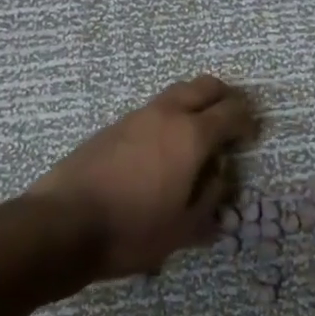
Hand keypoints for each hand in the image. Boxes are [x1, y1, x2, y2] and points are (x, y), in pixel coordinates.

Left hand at [29, 75, 258, 278]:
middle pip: (204, 86)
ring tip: (197, 136)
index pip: (232, 111)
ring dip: (194, 105)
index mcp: (191, 135)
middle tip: (232, 120)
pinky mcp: (112, 128)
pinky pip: (152, 112)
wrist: (61, 224)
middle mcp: (165, 115)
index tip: (252, 136)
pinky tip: (163, 150)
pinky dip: (168, 119)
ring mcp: (135, 117)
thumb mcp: (184, 228)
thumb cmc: (131, 229)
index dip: (248, 120)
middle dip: (225, 97)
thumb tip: (218, 176)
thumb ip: (210, 197)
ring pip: (176, 94)